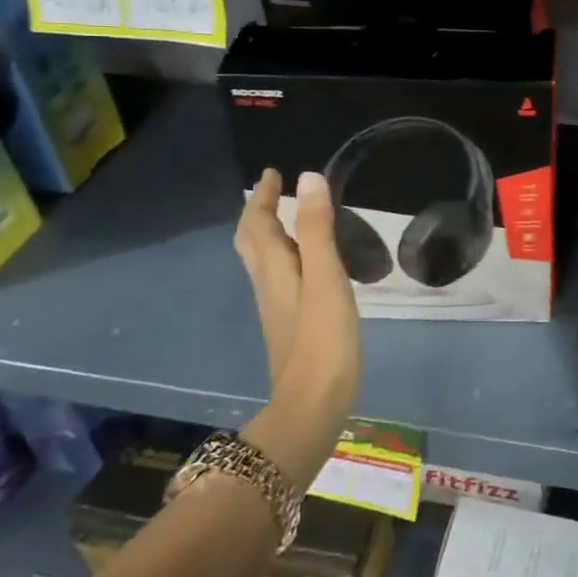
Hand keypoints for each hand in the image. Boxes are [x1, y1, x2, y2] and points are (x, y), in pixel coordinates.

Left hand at [234, 170, 360, 424]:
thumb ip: (318, 228)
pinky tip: (305, 262)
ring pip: (262, 259)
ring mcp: (276, 306)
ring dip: (268, 232)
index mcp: (274, 268)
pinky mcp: (289, 323)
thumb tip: (308, 178)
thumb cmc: (322, 337)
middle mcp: (268, 283)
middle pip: (251, 242)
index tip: (272, 173)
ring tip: (287, 217)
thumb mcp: (325, 276)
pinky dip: (284, 255)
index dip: (263, 197)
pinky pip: (278, 276)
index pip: (258, 224)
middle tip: (273, 191)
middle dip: (258, 213)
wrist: (312, 403)